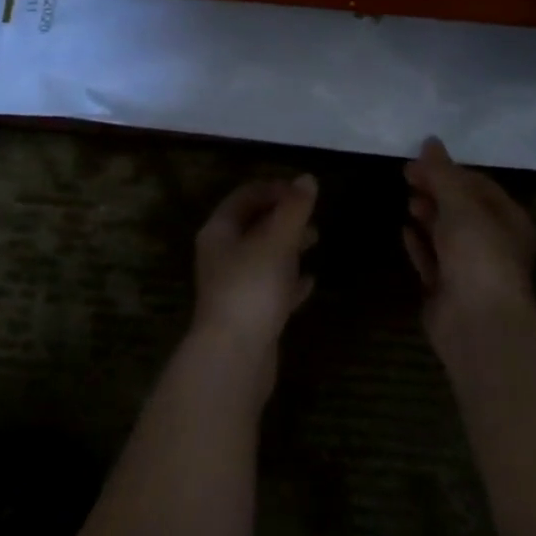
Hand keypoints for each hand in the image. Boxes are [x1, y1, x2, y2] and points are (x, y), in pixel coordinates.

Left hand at [192, 175, 318, 372]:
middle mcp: (221, 256)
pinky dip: (289, 281)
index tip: (303, 190)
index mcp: (219, 231)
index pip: (244, 197)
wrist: (234, 357)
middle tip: (312, 213)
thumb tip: (308, 178)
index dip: (273, 189)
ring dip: (288, 246)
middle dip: (282, 217)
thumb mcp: (277, 241)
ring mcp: (233, 287)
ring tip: (316, 239)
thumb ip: (294, 209)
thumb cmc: (251, 288)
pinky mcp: (248, 315)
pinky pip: (270, 288)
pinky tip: (310, 281)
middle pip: (253, 226)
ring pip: (263, 256)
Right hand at [403, 137, 535, 341]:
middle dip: (436, 191)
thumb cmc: (478, 254)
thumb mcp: (460, 204)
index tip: (418, 162)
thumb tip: (430, 141)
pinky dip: (419, 244)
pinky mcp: (448, 290)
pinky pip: (432, 260)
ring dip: (428, 216)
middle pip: (461, 209)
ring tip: (408, 202)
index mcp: (508, 220)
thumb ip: (442, 173)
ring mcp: (470, 269)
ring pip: (446, 234)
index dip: (448, 170)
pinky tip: (405, 231)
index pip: (478, 185)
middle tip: (408, 178)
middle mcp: (493, 243)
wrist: (477, 323)